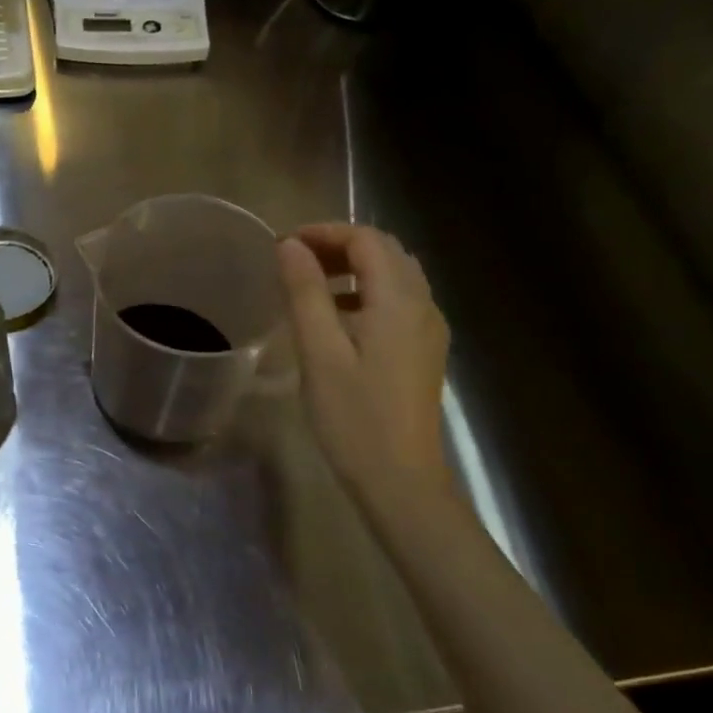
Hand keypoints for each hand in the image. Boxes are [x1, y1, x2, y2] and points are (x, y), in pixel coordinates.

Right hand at [278, 223, 453, 505]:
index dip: (325, 232)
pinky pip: (398, 301)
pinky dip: (366, 292)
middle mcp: (423, 305)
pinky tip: (337, 317)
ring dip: (354, 267)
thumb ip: (306, 293)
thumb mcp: (320, 352)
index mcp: (399, 301)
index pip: (366, 240)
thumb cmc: (354, 417)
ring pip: (395, 275)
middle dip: (340, 244)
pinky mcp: (424, 351)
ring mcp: (429, 329)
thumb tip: (290, 246)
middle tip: (294, 259)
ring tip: (310, 283)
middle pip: (386, 251)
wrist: (401, 480)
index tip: (283, 245)